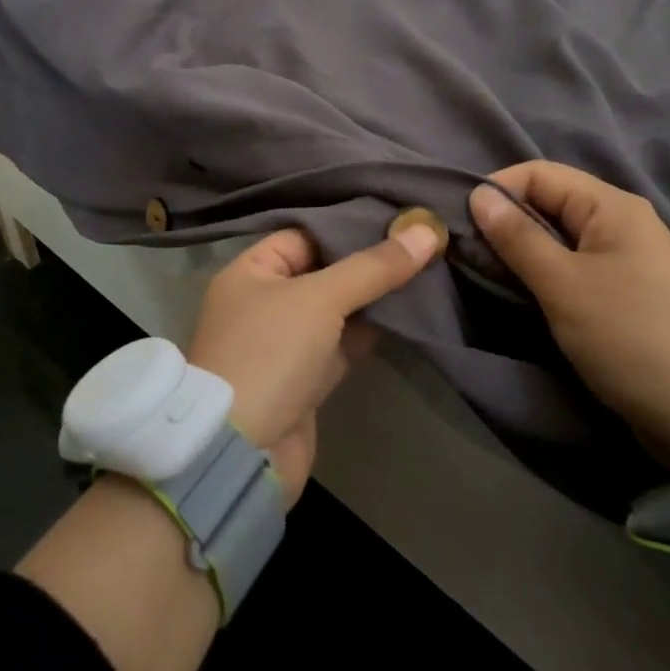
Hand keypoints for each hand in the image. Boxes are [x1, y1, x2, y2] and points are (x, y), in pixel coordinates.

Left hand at [188, 220, 442, 501]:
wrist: (242, 452)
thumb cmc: (270, 353)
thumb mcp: (320, 298)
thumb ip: (374, 267)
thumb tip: (427, 231)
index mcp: (250, 271)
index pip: (304, 234)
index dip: (347, 226)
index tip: (396, 217)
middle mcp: (264, 302)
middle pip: (324, 271)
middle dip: (368, 262)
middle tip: (421, 242)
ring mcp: (284, 343)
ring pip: (336, 309)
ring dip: (374, 297)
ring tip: (425, 271)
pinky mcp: (305, 379)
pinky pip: (342, 343)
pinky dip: (370, 332)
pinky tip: (408, 315)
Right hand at [469, 162, 669, 474]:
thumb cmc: (629, 337)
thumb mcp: (563, 285)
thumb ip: (518, 237)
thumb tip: (478, 194)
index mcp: (613, 206)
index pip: (540, 173)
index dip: (498, 189)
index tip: (462, 222)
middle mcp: (623, 221)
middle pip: (550, 201)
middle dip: (507, 220)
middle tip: (470, 252)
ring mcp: (628, 257)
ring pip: (560, 235)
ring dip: (524, 248)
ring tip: (490, 272)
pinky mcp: (627, 291)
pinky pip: (575, 264)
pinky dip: (546, 271)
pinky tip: (526, 290)